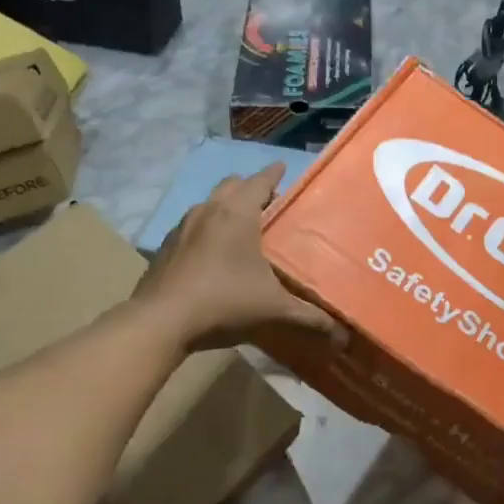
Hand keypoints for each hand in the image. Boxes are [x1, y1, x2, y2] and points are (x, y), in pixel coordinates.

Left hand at [134, 165, 341, 351]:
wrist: (161, 322)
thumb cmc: (224, 302)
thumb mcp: (274, 310)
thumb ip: (310, 318)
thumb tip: (342, 335)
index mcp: (237, 213)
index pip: (260, 180)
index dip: (275, 173)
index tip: (285, 168)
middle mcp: (208, 210)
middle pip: (232, 185)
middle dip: (251, 188)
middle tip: (270, 204)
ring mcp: (182, 227)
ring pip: (209, 204)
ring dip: (226, 207)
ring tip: (243, 228)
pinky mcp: (165, 247)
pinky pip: (192, 227)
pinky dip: (207, 230)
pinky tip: (214, 254)